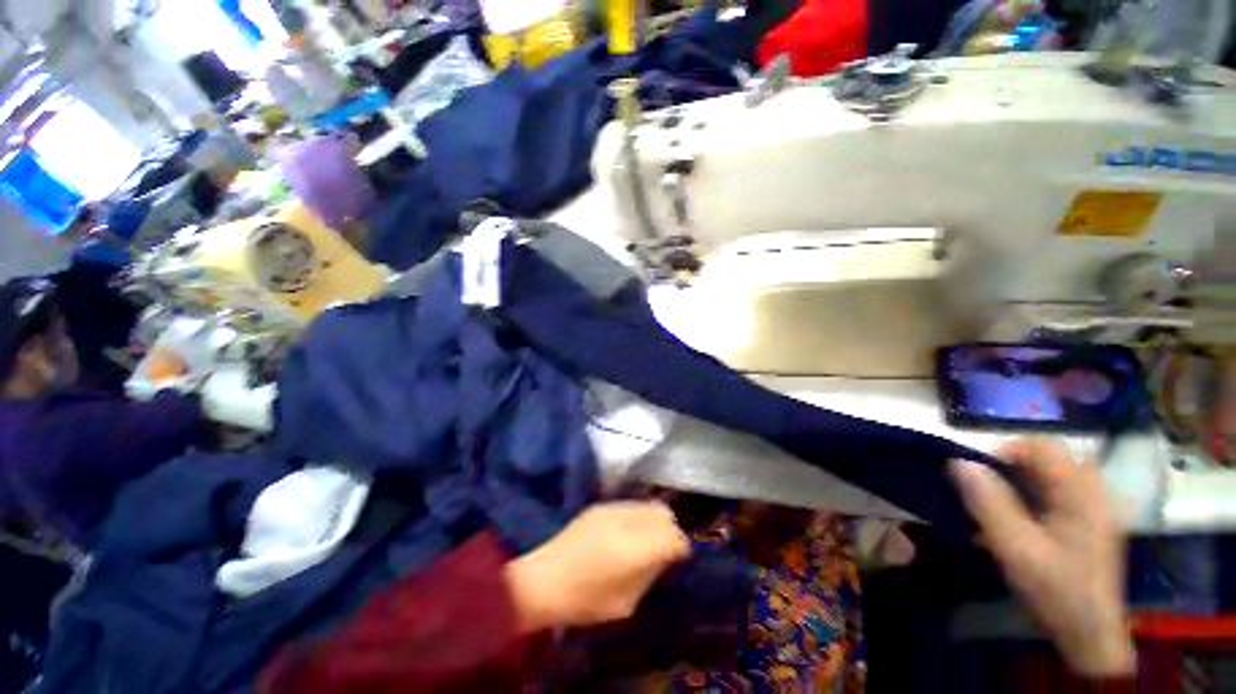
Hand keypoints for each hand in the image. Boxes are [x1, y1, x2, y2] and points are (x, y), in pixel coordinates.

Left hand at [504, 501, 690, 632]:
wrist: (543, 580)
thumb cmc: (585, 601)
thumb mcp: (626, 602)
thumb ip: (650, 574)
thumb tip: (665, 557)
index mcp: (635, 548)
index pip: (673, 537)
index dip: (681, 547)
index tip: (680, 557)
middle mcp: (627, 521)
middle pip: (664, 515)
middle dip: (670, 530)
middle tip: (666, 548)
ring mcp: (612, 508)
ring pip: (648, 505)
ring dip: (655, 520)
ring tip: (649, 538)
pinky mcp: (600, 505)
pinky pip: (631, 505)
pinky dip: (639, 516)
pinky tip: (630, 531)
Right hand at [951, 440, 1134, 677]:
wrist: (1091, 635)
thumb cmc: (1055, 589)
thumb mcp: (1016, 547)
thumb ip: (988, 502)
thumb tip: (959, 462)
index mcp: (1082, 494)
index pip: (1043, 447)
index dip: (1006, 452)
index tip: (980, 475)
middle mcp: (1094, 493)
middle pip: (1048, 460)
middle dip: (1012, 470)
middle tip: (988, 493)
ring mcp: (1096, 509)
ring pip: (1052, 477)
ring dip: (1021, 484)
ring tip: (1000, 508)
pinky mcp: (1091, 524)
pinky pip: (1059, 495)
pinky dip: (1034, 499)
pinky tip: (1020, 523)